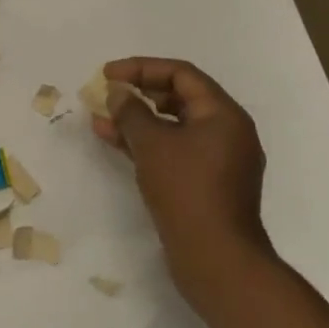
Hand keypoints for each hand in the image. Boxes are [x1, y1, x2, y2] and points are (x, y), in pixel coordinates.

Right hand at [93, 57, 273, 308]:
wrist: (216, 259)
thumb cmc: (186, 190)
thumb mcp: (152, 144)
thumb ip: (131, 112)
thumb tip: (118, 92)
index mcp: (224, 115)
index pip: (182, 75)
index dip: (142, 68)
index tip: (108, 73)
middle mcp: (227, 132)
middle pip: (180, 98)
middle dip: (140, 93)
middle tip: (107, 94)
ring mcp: (218, 161)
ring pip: (174, 127)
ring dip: (138, 120)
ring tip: (101, 118)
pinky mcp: (206, 185)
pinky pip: (175, 151)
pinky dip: (148, 144)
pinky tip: (115, 142)